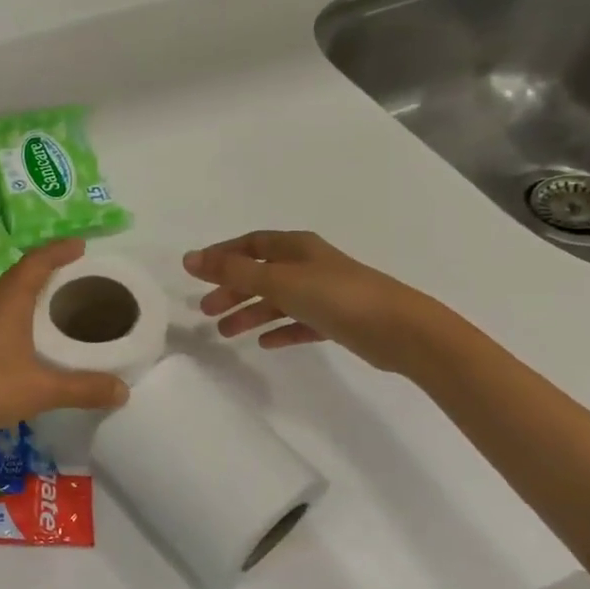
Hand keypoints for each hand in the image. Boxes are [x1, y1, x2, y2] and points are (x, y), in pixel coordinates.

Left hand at [0, 239, 129, 451]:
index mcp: (7, 301)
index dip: (59, 250)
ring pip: (5, 297)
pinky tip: (25, 339)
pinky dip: (16, 315)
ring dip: (29, 293)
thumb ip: (84, 388)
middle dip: (47, 269)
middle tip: (76, 275)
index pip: (36, 262)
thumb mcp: (42, 390)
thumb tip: (124, 389)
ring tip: (55, 303)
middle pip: (19, 275)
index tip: (81, 246)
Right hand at [183, 230, 445, 374]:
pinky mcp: (337, 321)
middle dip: (231, 289)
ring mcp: (324, 293)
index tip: (196, 273)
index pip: (250, 244)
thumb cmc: (335, 296)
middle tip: (205, 310)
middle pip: (260, 273)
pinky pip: (299, 323)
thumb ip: (233, 272)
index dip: (222, 255)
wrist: (400, 330)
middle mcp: (308, 265)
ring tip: (225, 332)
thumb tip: (189, 259)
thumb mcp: (278, 281)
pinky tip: (265, 344)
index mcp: (295, 247)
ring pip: (277, 300)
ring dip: (250, 313)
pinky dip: (280, 330)